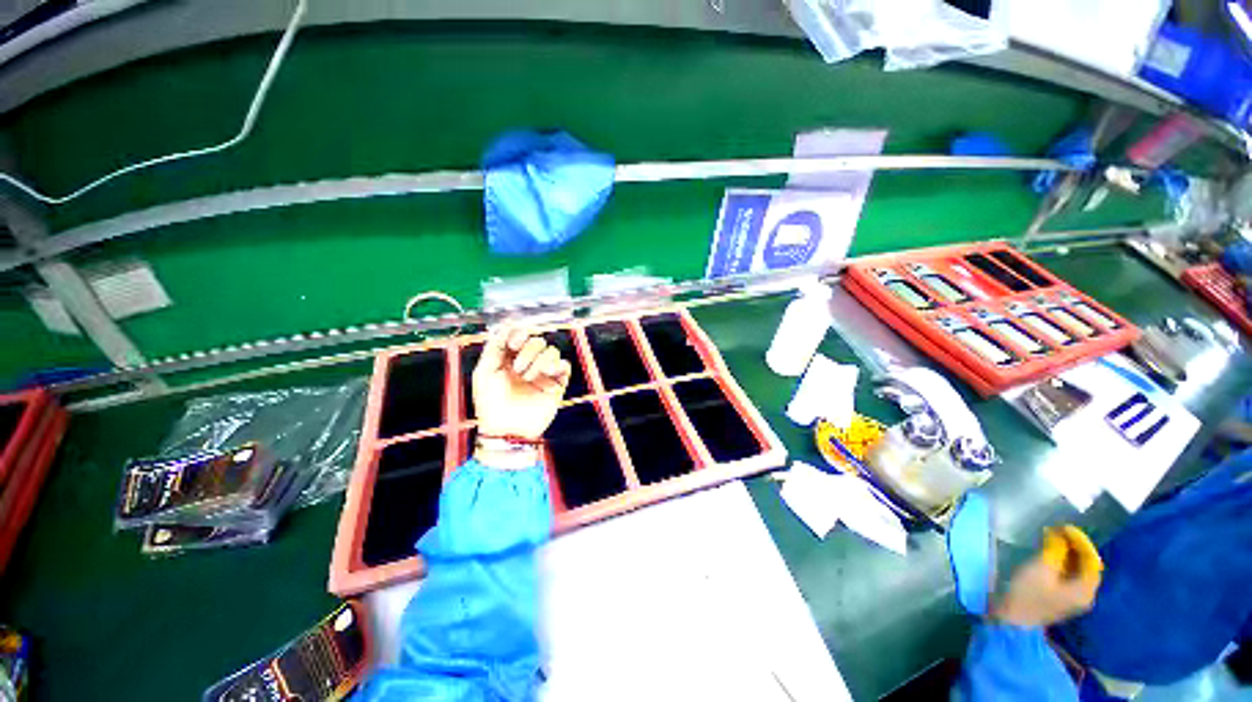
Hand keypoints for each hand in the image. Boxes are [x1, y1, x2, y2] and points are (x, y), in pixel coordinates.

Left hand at [473, 327, 571, 441]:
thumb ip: (494, 347)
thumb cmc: (490, 403)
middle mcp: (529, 362)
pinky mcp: (557, 383)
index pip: (521, 335)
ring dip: (539, 361)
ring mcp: (544, 373)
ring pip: (552, 351)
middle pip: (538, 340)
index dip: (520, 333)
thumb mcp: (484, 372)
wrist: (507, 429)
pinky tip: (547, 374)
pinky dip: (557, 365)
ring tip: (528, 378)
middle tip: (518, 369)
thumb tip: (506, 326)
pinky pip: (565, 365)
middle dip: (528, 350)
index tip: (515, 343)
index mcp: (510, 358)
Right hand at [993, 525, 1101, 628]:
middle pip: (1087, 566)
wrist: (1011, 620)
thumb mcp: (1041, 568)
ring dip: (1069, 553)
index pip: (1092, 560)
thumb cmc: (1027, 593)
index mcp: (1085, 589)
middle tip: (1059, 530)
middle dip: (1075, 546)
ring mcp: (1074, 598)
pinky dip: (1064, 562)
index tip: (1064, 526)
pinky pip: (1070, 575)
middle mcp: (1085, 594)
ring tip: (1054, 538)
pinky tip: (1051, 554)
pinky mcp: (1062, 598)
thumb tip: (1060, 535)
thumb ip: (1055, 550)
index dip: (1081, 541)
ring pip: (1078, 570)